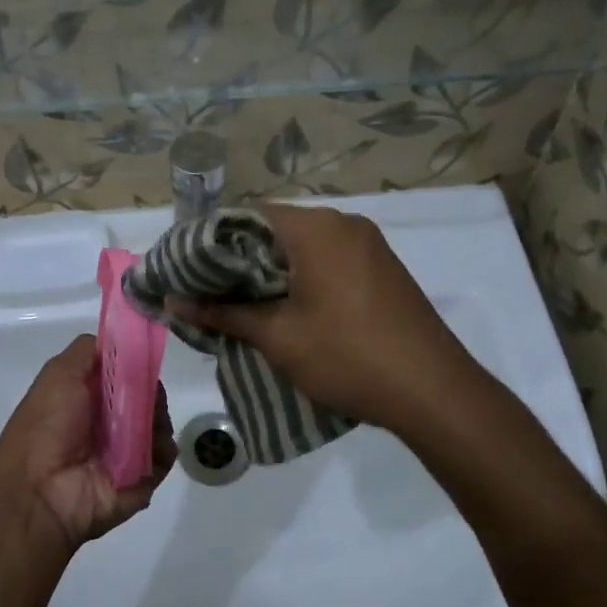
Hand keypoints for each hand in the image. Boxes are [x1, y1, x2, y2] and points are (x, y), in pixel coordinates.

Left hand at [0, 335, 174, 554]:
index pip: (127, 372)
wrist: (38, 491)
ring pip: (161, 422)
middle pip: (148, 396)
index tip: (144, 358)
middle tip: (142, 395)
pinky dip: (163, 447)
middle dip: (151, 390)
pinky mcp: (144, 477)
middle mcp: (111, 422)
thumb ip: (89, 351)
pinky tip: (148, 446)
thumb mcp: (60, 373)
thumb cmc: (46, 426)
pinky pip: (166, 455)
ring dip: (158, 417)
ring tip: (142, 424)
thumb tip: (121, 340)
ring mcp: (129, 450)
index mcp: (90, 397)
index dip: (137, 363)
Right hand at [170, 204, 481, 438]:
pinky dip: (302, 277)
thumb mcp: (277, 336)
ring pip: (303, 246)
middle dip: (240, 259)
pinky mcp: (383, 268)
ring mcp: (369, 245)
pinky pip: (329, 259)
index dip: (212, 241)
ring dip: (271, 270)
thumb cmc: (347, 356)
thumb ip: (222, 312)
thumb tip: (171, 301)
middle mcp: (344, 223)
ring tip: (242, 304)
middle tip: (208, 292)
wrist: (434, 392)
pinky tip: (288, 309)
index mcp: (316, 227)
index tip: (188, 270)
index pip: (247, 215)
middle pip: (275, 229)